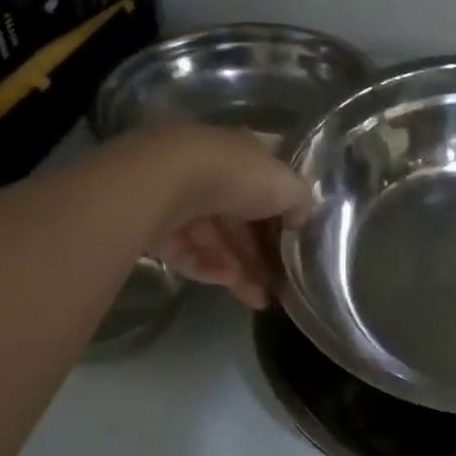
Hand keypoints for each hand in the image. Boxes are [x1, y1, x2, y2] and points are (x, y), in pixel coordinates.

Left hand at [115, 123, 311, 309]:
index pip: (266, 189)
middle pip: (240, 220)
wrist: (164, 181)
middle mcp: (210, 174)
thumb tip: (300, 220)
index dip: (282, 220)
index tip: (296, 249)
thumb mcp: (287, 185)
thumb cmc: (236, 176)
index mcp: (241, 156)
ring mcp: (179, 199)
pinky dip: (208, 267)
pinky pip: (187, 251)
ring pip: (215, 240)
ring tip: (261, 300)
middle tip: (281, 286)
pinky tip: (229, 282)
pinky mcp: (154, 226)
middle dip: (262, 254)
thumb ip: (300, 202)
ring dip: (241, 270)